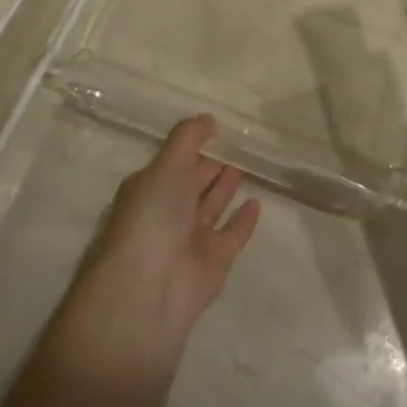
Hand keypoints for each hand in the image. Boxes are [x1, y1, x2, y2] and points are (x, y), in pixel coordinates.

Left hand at [61, 116, 260, 366]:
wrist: (151, 288)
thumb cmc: (152, 216)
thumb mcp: (166, 165)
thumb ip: (188, 138)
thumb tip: (208, 118)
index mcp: (149, 189)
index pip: (174, 162)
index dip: (192, 147)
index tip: (216, 129)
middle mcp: (168, 212)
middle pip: (192, 183)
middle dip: (209, 166)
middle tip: (236, 145)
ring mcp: (191, 238)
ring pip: (211, 207)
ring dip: (225, 187)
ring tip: (246, 166)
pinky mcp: (214, 261)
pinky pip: (232, 234)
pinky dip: (244, 220)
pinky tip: (256, 202)